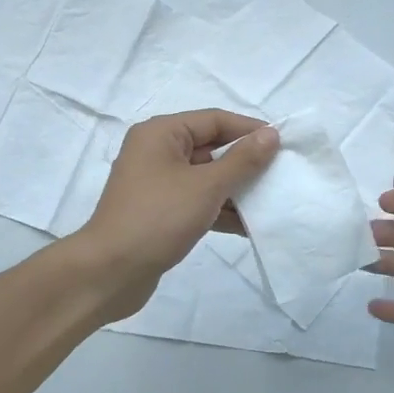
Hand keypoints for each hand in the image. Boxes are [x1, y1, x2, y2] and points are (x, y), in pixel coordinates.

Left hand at [75, 110, 278, 317]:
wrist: (110, 272)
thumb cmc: (158, 218)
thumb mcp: (206, 186)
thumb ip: (242, 160)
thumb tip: (270, 134)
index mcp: (161, 134)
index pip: (214, 120)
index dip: (249, 130)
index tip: (283, 144)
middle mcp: (156, 152)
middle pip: (211, 148)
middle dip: (245, 162)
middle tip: (281, 174)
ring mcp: (157, 184)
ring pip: (206, 178)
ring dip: (236, 190)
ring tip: (272, 201)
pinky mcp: (160, 212)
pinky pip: (197, 202)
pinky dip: (220, 210)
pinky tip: (249, 226)